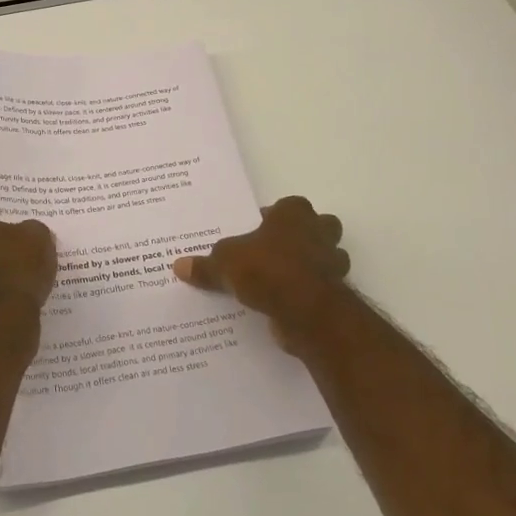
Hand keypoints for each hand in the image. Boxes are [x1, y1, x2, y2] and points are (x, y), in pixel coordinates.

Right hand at [173, 196, 349, 353]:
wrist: (306, 310)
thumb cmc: (267, 269)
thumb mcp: (225, 263)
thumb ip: (206, 265)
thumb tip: (179, 266)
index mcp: (294, 213)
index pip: (287, 206)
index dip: (273, 217)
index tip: (257, 231)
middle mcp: (319, 232)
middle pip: (319, 227)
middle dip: (305, 236)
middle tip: (276, 251)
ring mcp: (333, 263)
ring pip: (329, 257)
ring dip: (313, 266)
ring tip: (282, 280)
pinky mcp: (337, 292)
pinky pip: (323, 287)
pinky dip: (310, 293)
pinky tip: (288, 304)